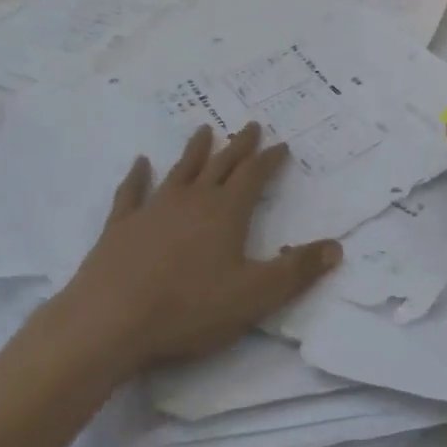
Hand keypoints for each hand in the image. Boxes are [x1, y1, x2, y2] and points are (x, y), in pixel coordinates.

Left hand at [58, 123, 341, 373]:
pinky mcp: (121, 226)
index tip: (282, 145)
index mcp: (226, 212)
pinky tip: (140, 163)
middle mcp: (193, 200)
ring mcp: (154, 209)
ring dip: (195, 150)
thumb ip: (296, 271)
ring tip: (204, 130)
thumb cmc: (188, 309)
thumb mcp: (253, 296)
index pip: (254, 176)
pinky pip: (132, 192)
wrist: (110, 321)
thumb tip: (337, 247)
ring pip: (181, 170)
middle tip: (250, 125)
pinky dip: (137, 176)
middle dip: (239, 146)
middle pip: (221, 165)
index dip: (270, 160)